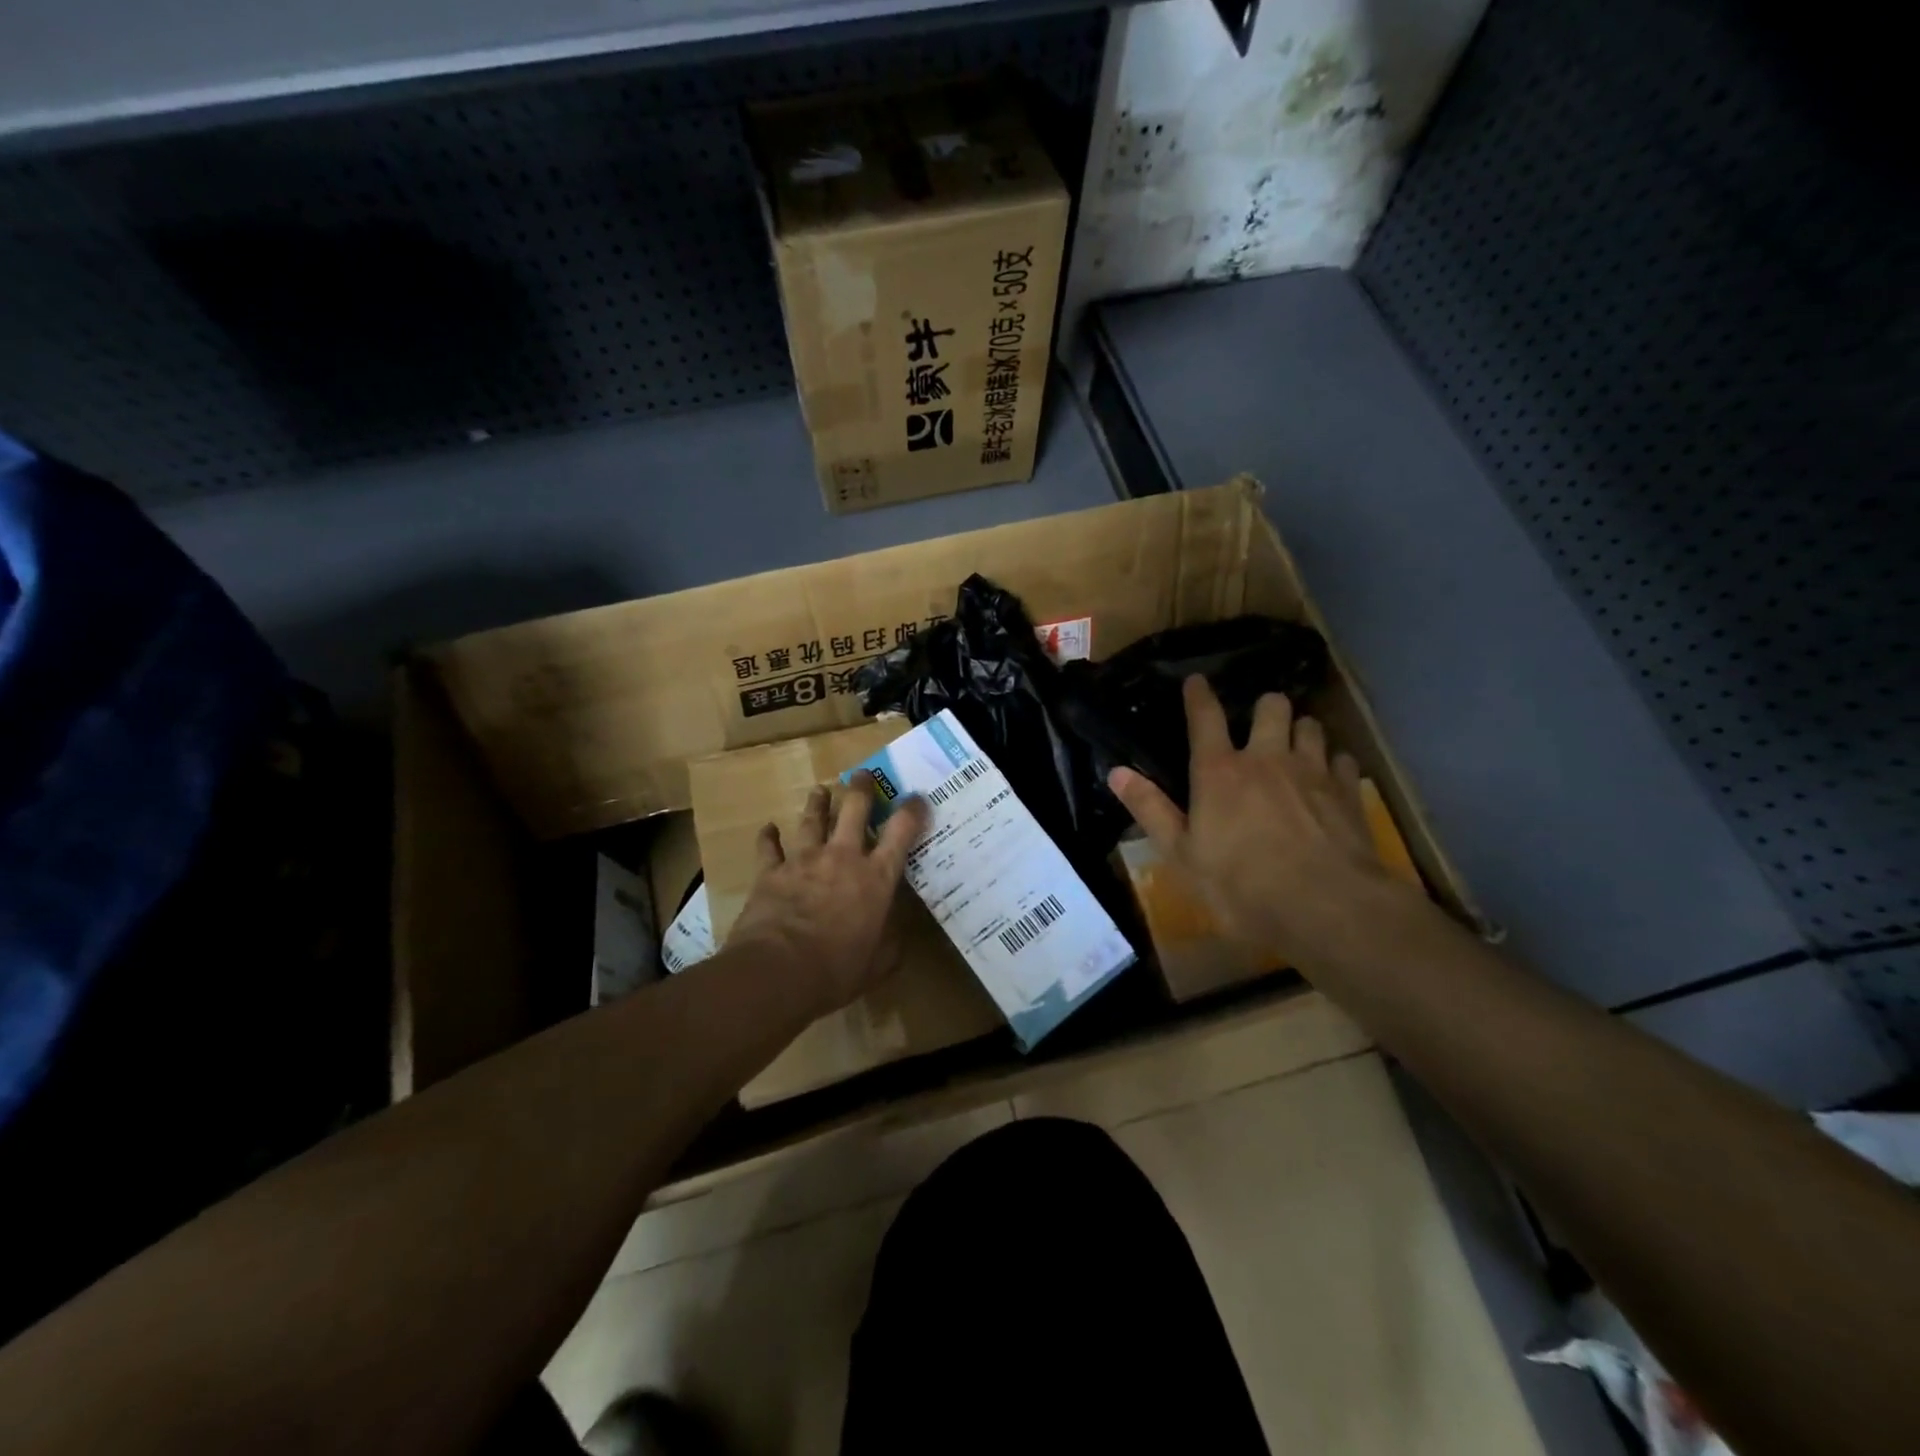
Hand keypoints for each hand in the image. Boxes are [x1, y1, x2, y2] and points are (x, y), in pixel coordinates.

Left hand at [726, 772, 930, 1014]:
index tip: (917, 798)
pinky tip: (767, 828)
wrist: (778, 971)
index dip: (912, 810)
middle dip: (861, 788)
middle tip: (862, 775)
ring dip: (817, 802)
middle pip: (854, 809)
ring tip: (820, 790)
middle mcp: (843, 858)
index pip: (901, 832)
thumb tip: (896, 936)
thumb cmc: (837, 970)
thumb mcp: (878, 964)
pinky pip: (769, 847)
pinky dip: (768, 837)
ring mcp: (804, 860)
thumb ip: (890, 945)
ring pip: (812, 819)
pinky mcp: (771, 872)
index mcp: (876, 878)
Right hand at [1109, 676, 1413, 970]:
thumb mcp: (1182, 854)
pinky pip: (1343, 760)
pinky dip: (1333, 764)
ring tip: (1295, 748)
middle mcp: (1267, 758)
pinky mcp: (1348, 792)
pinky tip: (1329, 781)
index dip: (1198, 695)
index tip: (1196, 680)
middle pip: (1271, 706)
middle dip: (1265, 708)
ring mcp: (1312, 771)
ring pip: (1311, 726)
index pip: (1205, 718)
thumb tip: (1116, 772)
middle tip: (1260, 727)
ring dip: (1300, 731)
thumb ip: (1150, 809)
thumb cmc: (1241, 885)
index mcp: (1219, 771)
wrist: (1326, 907)